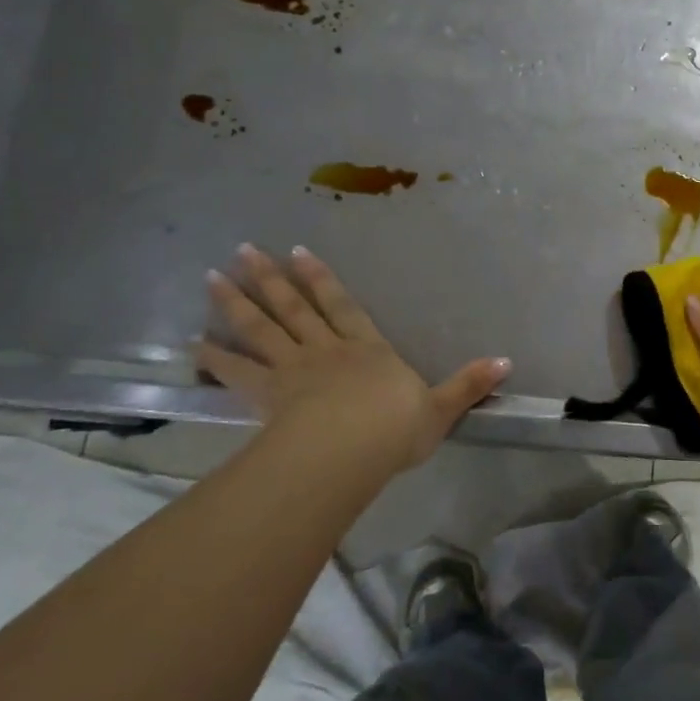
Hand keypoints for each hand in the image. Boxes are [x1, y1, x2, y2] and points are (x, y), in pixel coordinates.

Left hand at [196, 245, 511, 487]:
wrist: (351, 451)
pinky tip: (191, 345)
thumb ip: (470, 384)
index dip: (322, 280)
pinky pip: (236, 373)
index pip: (343, 306)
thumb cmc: (395, 428)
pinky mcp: (268, 396)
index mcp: (367, 349)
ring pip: (260, 329)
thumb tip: (508, 362)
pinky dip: (213, 358)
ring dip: (236, 302)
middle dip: (271, 278)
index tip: (299, 253)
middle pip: (294, 307)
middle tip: (244, 249)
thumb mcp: (441, 407)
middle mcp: (326, 350)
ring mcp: (293, 370)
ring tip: (212, 277)